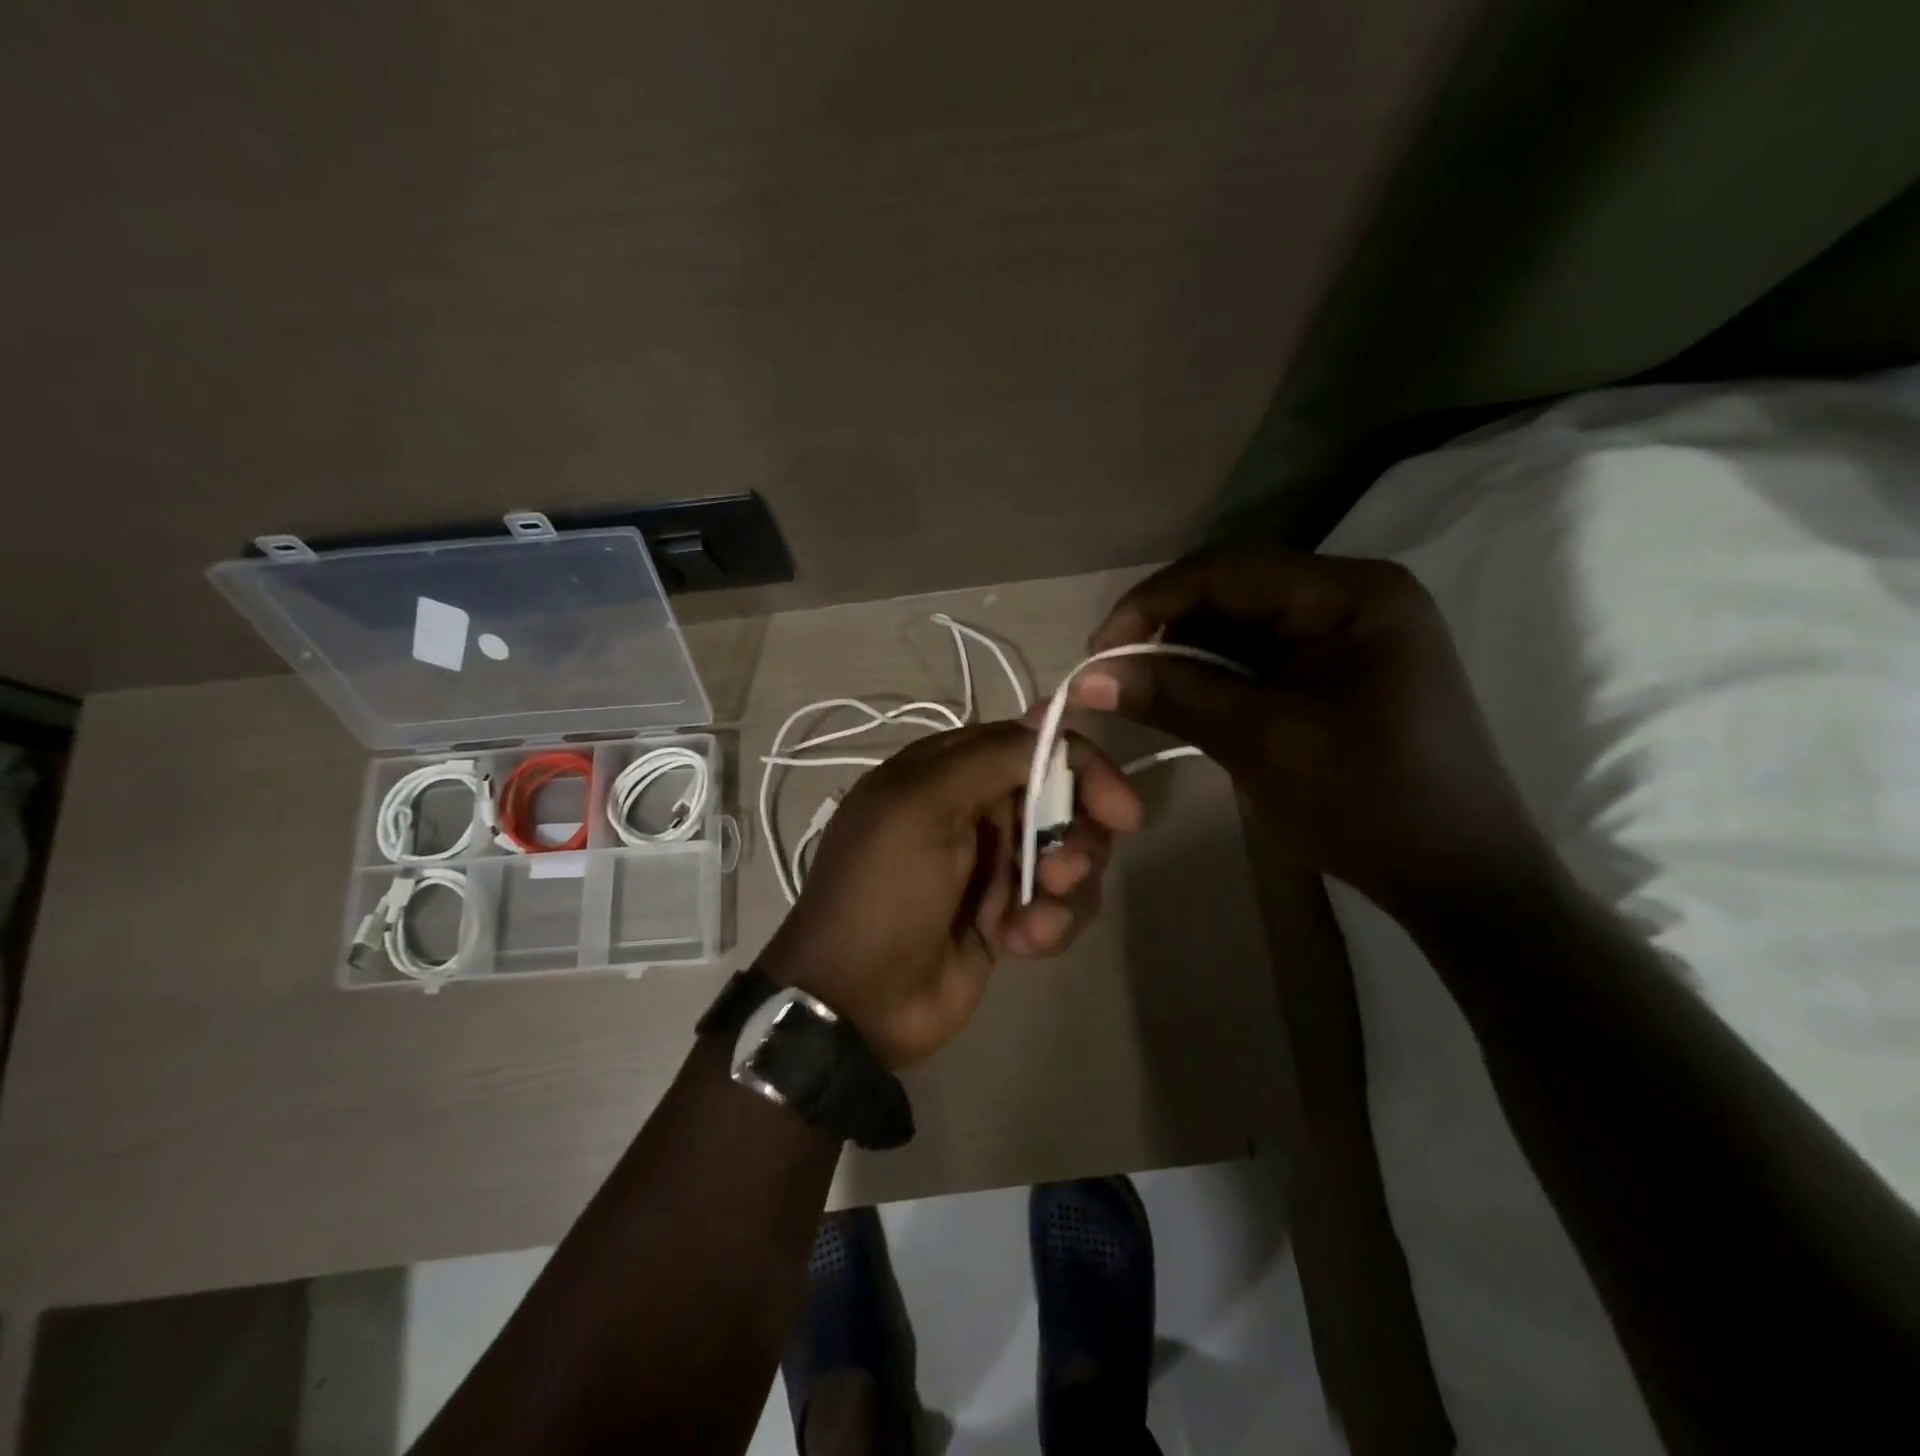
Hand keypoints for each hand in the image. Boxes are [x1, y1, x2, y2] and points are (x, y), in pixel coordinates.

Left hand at [758, 721, 1140, 1068]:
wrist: (856, 1001)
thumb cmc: (883, 892)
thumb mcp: (922, 808)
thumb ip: (990, 757)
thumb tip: (1051, 710)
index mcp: (946, 772)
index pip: (1032, 745)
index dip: (1081, 769)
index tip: (1120, 810)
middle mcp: (973, 809)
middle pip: (1059, 801)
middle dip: (1074, 839)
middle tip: (1061, 873)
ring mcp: (992, 864)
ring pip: (1067, 855)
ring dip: (1064, 889)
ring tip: (1034, 921)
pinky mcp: (1007, 915)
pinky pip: (1058, 905)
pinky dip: (1049, 924)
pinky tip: (1020, 945)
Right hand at [1073, 548, 1542, 909]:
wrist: (1459, 878)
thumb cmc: (1367, 801)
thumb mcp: (1261, 741)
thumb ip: (1174, 696)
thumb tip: (1087, 677)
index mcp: (1349, 594)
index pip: (1225, 571)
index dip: (1150, 604)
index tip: (1097, 652)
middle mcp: (1351, 597)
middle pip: (1232, 594)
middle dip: (1166, 632)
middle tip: (1113, 676)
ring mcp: (1349, 636)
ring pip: (1241, 628)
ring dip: (1186, 658)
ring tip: (1140, 694)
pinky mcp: (1340, 673)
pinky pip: (1261, 660)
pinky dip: (1215, 680)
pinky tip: (1184, 704)